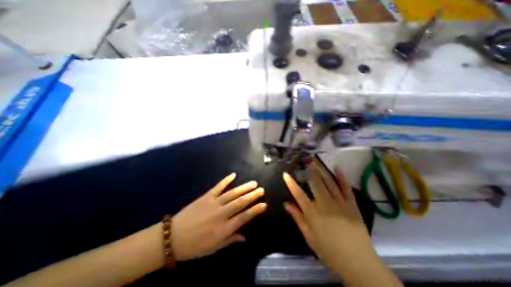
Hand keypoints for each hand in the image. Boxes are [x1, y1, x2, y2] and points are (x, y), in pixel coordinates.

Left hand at [173, 173, 267, 260]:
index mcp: (224, 229)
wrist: (172, 237)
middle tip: (261, 190)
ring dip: (244, 187)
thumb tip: (245, 237)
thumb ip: (231, 240)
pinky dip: (226, 180)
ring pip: (232, 193)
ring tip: (253, 183)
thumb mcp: (214, 248)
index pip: (244, 217)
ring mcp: (213, 203)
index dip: (255, 210)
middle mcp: (221, 214)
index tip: (264, 204)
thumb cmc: (194, 246)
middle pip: (240, 202)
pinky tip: (233, 175)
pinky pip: (218, 187)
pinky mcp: (206, 197)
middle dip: (252, 195)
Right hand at [281, 159, 373, 273]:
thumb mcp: (309, 236)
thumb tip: (286, 204)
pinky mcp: (351, 204)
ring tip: (315, 160)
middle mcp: (325, 204)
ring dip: (321, 169)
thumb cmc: (329, 250)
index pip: (298, 194)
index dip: (291, 183)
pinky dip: (341, 177)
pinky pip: (346, 188)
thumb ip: (298, 218)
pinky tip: (337, 168)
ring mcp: (339, 202)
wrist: (357, 262)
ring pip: (328, 182)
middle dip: (308, 170)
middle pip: (314, 183)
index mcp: (313, 213)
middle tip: (304, 159)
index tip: (285, 174)